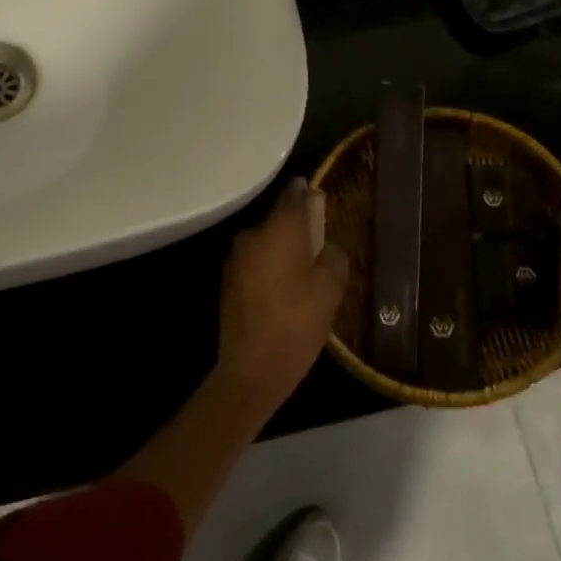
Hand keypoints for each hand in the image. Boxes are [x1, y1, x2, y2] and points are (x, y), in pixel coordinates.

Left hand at [217, 178, 350, 407]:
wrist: (252, 368)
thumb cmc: (297, 323)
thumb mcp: (330, 289)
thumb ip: (333, 257)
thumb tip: (327, 247)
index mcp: (278, 230)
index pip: (292, 195)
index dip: (305, 192)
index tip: (315, 192)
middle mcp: (252, 236)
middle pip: (278, 222)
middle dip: (296, 230)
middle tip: (318, 248)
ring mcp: (235, 260)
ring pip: (265, 244)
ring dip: (281, 252)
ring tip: (302, 275)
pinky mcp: (227, 282)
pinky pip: (254, 264)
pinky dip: (268, 269)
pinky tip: (282, 292)